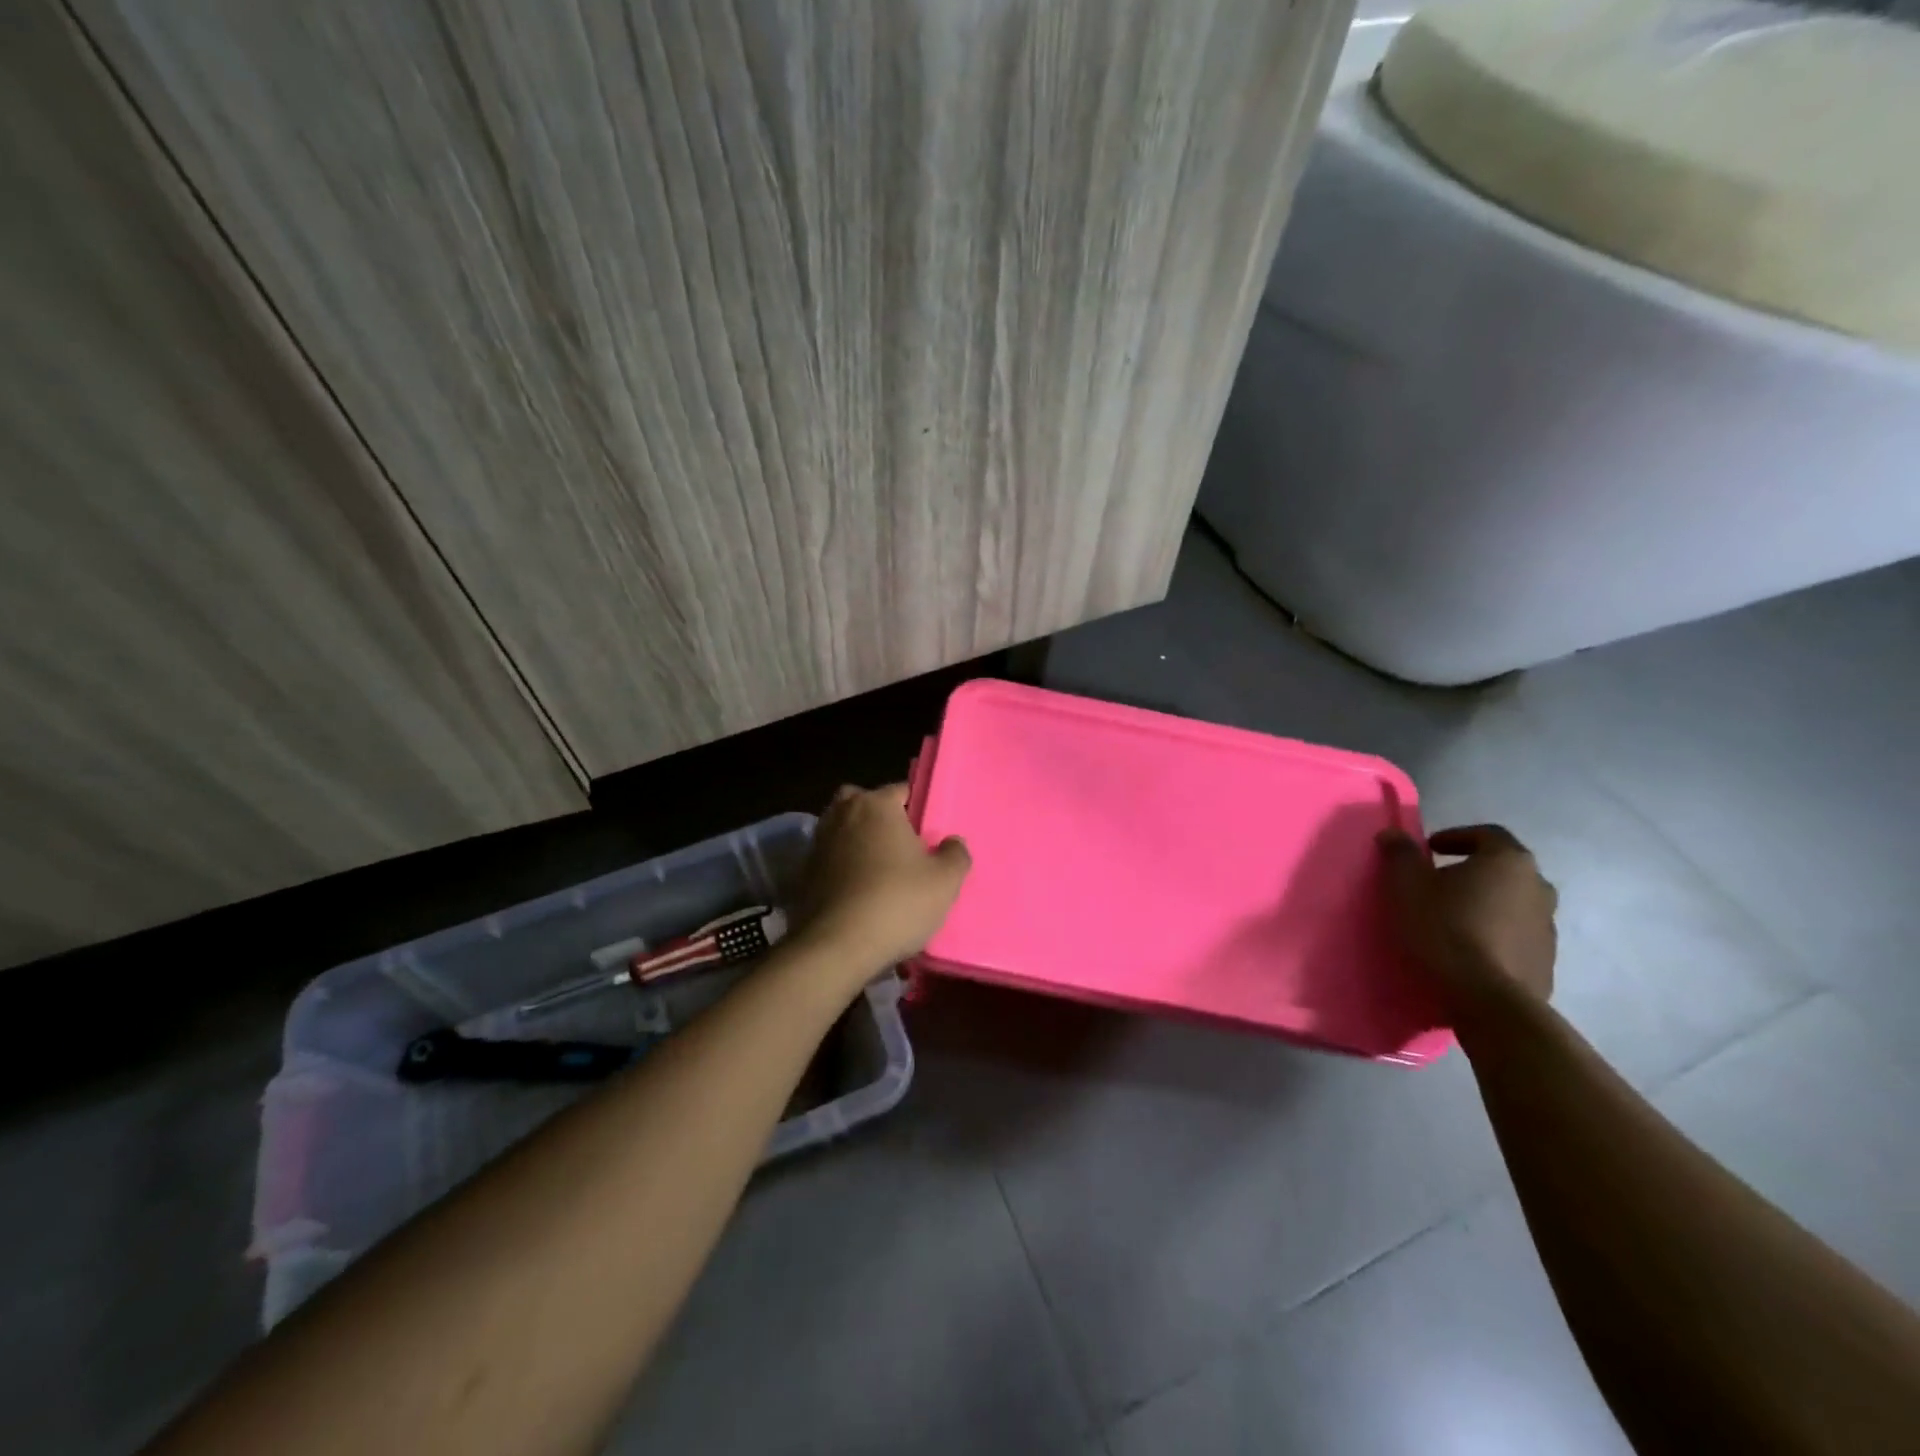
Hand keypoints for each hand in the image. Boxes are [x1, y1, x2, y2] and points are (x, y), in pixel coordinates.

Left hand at [791, 784, 970, 978]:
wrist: (837, 946)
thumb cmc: (897, 902)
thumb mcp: (945, 881)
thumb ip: (956, 854)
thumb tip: (952, 842)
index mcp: (876, 805)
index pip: (900, 790)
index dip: (916, 809)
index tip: (926, 834)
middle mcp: (843, 814)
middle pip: (862, 802)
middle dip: (878, 816)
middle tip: (899, 844)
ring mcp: (819, 842)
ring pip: (842, 828)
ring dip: (857, 840)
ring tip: (879, 870)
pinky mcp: (804, 872)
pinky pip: (830, 858)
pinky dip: (841, 866)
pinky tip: (857, 891)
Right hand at [1378, 823, 1557, 1011]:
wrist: (1488, 1000)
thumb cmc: (1445, 928)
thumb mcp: (1407, 885)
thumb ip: (1400, 853)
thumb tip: (1394, 833)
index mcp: (1509, 862)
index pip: (1487, 834)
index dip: (1456, 837)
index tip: (1428, 850)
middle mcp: (1538, 888)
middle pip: (1502, 870)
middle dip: (1470, 872)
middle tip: (1436, 884)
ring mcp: (1547, 928)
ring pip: (1510, 904)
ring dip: (1483, 905)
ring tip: (1449, 920)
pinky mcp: (1545, 962)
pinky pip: (1515, 937)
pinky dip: (1493, 935)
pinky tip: (1466, 951)